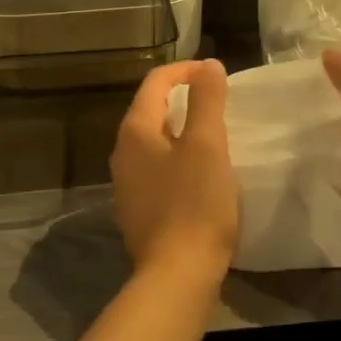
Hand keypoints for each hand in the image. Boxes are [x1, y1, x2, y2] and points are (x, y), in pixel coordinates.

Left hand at [110, 60, 237, 292]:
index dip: (185, 70)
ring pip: (154, 141)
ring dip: (181, 129)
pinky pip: (157, 169)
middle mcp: (122, 154)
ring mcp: (127, 185)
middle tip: (217, 100)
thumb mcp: (207, 145)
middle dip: (183, 98)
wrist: (178, 274)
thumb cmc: (195, 203)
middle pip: (151, 110)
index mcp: (135, 132)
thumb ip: (207, 100)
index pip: (155, 83)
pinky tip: (200, 172)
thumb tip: (208, 65)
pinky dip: (178, 157)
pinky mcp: (138, 210)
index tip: (216, 72)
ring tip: (213, 132)